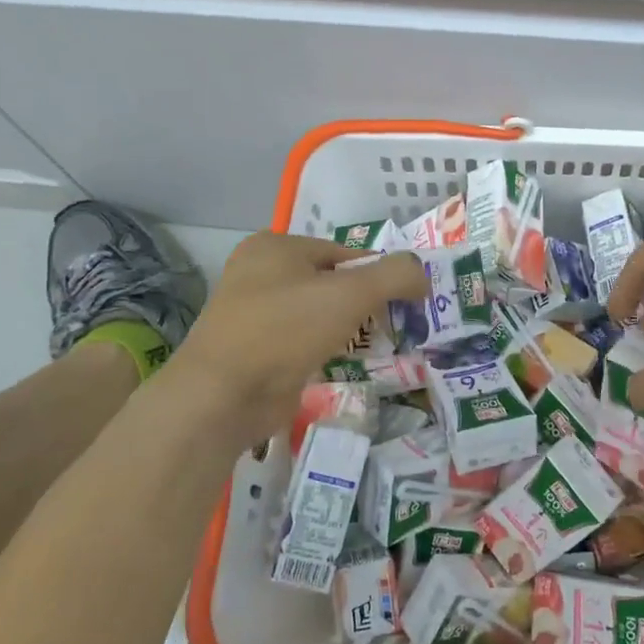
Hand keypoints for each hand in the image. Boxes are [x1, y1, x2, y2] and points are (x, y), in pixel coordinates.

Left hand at [149, 233, 425, 449]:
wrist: (222, 396)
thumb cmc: (285, 329)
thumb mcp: (351, 293)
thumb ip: (395, 275)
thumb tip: (422, 274)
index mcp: (275, 246)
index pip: (345, 253)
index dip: (378, 275)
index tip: (403, 303)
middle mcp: (259, 273)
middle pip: (332, 283)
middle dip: (364, 305)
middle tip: (391, 328)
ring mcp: (253, 313)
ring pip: (317, 314)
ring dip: (346, 330)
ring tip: (373, 348)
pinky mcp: (254, 350)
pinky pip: (302, 342)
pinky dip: (324, 351)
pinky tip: (341, 365)